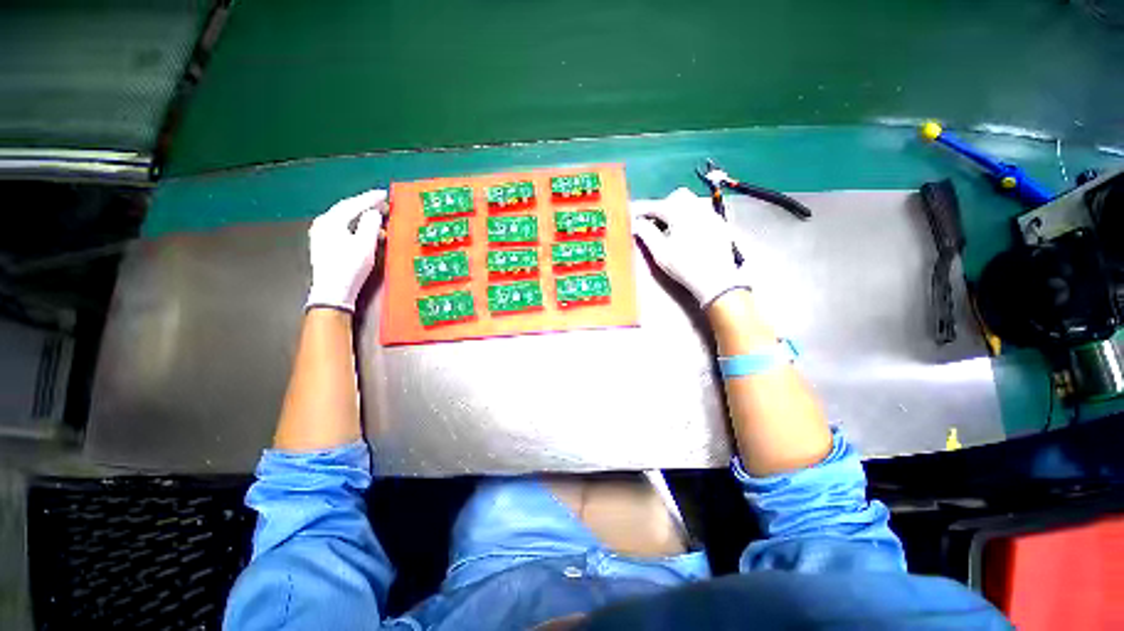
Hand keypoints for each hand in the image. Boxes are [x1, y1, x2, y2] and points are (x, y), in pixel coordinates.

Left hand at [306, 189, 387, 311]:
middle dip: (365, 205)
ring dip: (361, 216)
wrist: (333, 292)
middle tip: (382, 202)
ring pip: (344, 219)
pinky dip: (356, 225)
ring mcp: (321, 235)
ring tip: (376, 214)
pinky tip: (365, 230)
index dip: (370, 198)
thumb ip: (371, 224)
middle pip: (346, 209)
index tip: (384, 193)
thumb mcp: (365, 244)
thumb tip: (374, 212)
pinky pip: (342, 228)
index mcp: (331, 221)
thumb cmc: (350, 267)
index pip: (353, 204)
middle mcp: (322, 224)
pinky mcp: (324, 245)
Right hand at [632, 187, 749, 307]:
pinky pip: (702, 212)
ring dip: (677, 210)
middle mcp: (698, 208)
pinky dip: (690, 217)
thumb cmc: (684, 267)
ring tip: (669, 229)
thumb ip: (646, 233)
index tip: (632, 214)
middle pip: (677, 196)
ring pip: (691, 202)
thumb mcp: (660, 252)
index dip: (642, 209)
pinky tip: (686, 234)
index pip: (657, 205)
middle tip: (653, 222)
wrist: (716, 280)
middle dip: (663, 206)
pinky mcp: (719, 225)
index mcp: (681, 213)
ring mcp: (711, 215)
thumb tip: (636, 223)